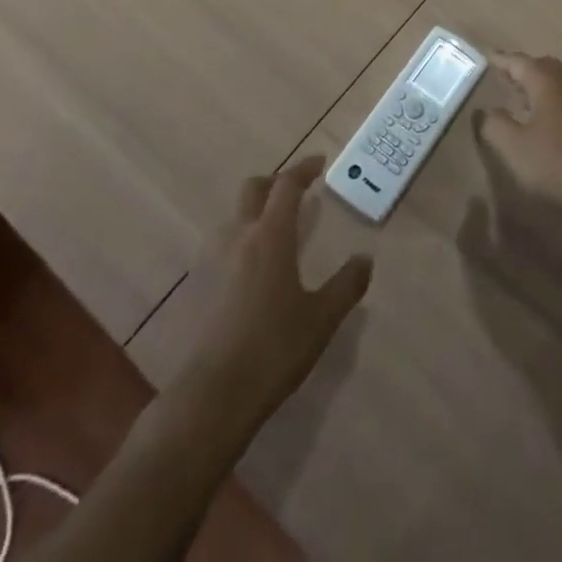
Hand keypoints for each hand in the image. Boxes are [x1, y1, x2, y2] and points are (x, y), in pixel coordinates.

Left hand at [178, 156, 372, 427]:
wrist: (209, 398)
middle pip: (253, 189)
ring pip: (234, 216)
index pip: (287, 185)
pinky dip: (240, 240)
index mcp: (271, 235)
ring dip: (255, 211)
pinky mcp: (196, 286)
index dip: (304, 169)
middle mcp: (239, 236)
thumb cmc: (272, 351)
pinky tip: (251, 269)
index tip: (320, 163)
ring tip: (276, 231)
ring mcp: (212, 260)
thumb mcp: (321, 319)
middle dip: (275, 182)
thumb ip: (346, 285)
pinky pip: (221, 244)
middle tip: (296, 192)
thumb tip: (365, 259)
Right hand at [477, 52, 561, 229]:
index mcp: (547, 83)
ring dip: (539, 87)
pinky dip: (553, 104)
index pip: (519, 62)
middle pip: (543, 67)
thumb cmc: (560, 164)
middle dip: (523, 69)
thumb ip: (495, 126)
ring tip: (522, 99)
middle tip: (505, 75)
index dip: (501, 59)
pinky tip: (548, 125)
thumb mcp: (515, 148)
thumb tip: (484, 110)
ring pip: (559, 85)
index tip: (487, 55)